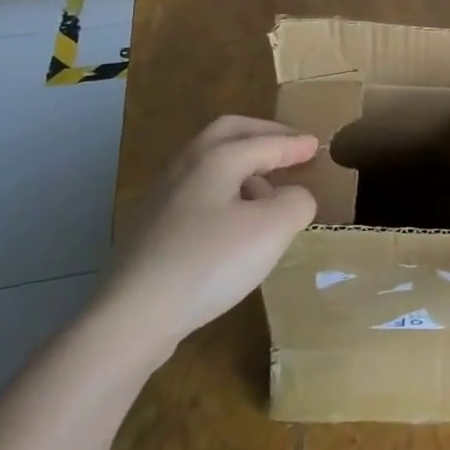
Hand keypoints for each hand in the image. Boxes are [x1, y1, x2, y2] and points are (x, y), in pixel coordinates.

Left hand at [93, 116, 318, 367]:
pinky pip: (197, 192)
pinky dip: (224, 191)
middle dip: (262, 135)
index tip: (316, 144)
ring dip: (243, 164)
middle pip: (228, 134)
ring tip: (267, 192)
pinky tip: (232, 223)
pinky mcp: (151, 227)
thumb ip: (296, 202)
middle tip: (289, 146)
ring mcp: (163, 196)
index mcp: (217, 158)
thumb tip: (295, 196)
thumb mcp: (272, 229)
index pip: (265, 142)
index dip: (294, 144)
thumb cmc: (210, 262)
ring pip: (209, 162)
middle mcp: (186, 166)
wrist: (133, 315)